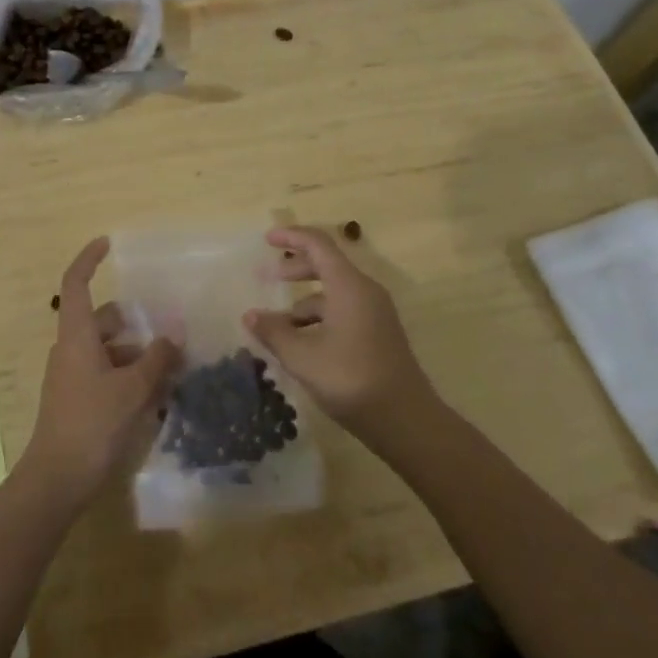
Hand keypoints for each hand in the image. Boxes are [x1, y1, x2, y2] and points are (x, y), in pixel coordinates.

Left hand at [20, 237, 179, 509]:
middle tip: (167, 328)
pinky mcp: (76, 398)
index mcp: (76, 335)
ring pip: (106, 348)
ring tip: (170, 366)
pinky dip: (126, 374)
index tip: (107, 243)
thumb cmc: (93, 423)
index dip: (89, 259)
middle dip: (133, 321)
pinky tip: (154, 394)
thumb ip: (157, 359)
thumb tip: (173, 337)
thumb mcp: (133, 389)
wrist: (56, 479)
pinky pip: (104, 372)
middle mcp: (70, 348)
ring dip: (134, 352)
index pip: (76, 283)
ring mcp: (70, 375)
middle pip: (100, 319)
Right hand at [242, 227, 436, 448]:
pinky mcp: (378, 334)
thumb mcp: (303, 357)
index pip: (318, 244)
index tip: (267, 239)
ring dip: (303, 302)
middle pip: (326, 265)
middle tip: (265, 277)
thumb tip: (251, 316)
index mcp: (348, 285)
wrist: (406, 421)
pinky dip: (319, 318)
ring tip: (276, 326)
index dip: (291, 236)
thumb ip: (274, 332)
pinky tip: (301, 344)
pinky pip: (343, 311)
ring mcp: (374, 313)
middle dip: (294, 269)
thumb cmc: (351, 379)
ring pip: (333, 293)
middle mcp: (364, 291)